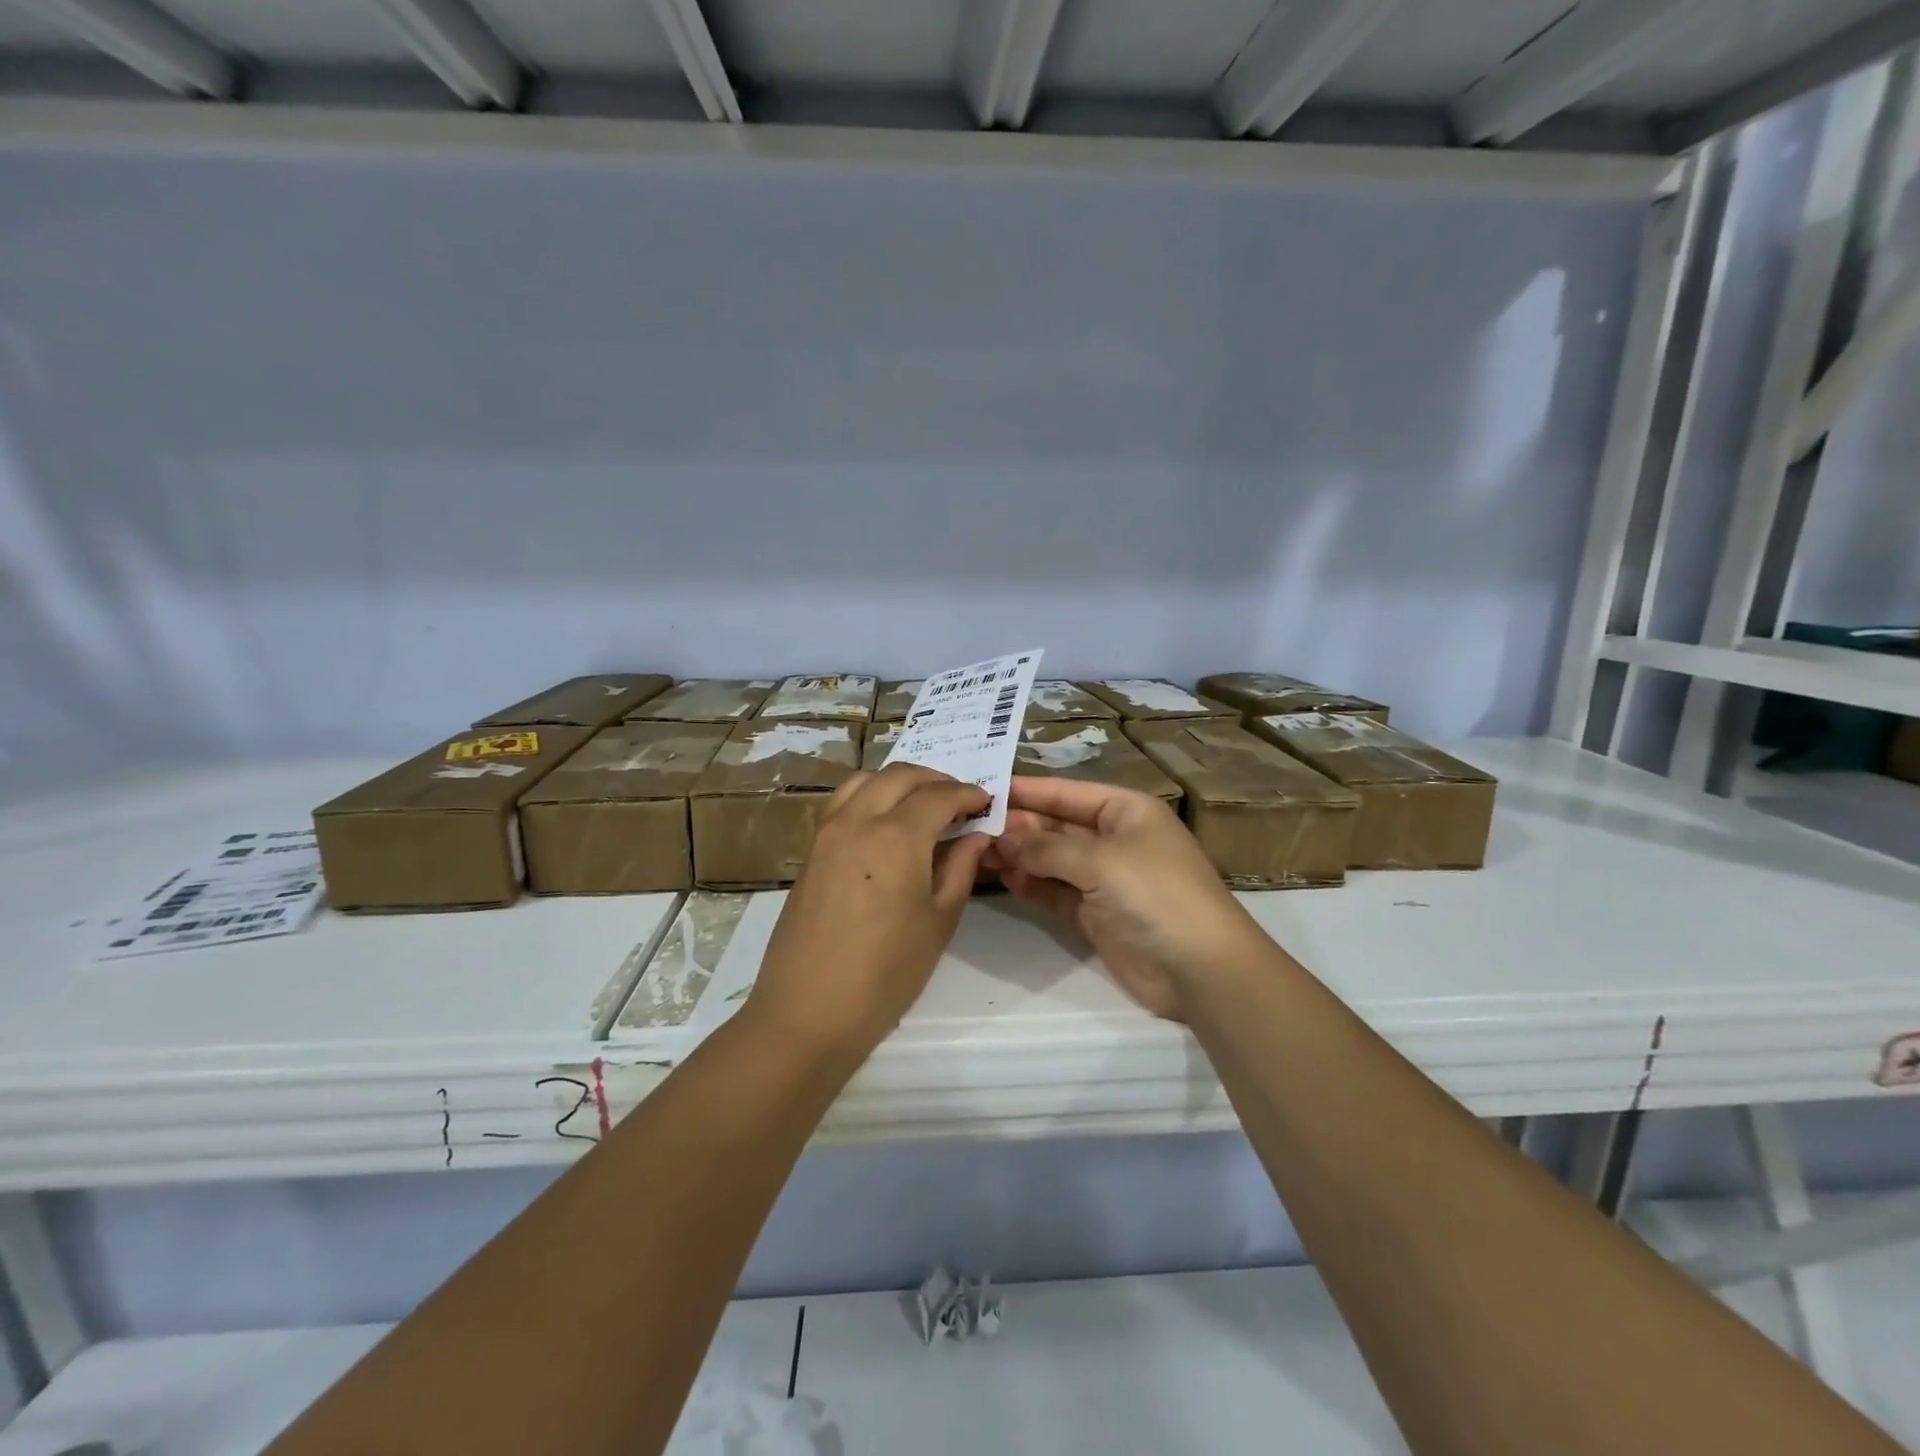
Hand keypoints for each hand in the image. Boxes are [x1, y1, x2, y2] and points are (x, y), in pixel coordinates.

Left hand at [744, 764, 992, 1059]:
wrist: (808, 1012)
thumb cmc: (886, 974)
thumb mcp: (939, 922)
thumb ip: (961, 868)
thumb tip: (976, 835)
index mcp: (896, 837)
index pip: (939, 796)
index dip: (967, 794)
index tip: (987, 801)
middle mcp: (858, 820)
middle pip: (900, 776)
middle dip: (935, 779)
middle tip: (959, 800)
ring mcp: (827, 832)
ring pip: (865, 780)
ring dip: (899, 781)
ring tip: (923, 804)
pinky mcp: (811, 850)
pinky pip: (843, 802)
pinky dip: (871, 795)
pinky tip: (887, 823)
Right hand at [985, 777, 1272, 1021]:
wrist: (1201, 969)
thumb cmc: (1156, 894)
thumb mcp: (1101, 860)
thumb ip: (1046, 847)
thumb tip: (1002, 837)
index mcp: (1124, 810)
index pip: (1066, 792)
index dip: (1026, 790)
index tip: (982, 789)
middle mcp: (1113, 838)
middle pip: (1056, 824)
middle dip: (1018, 826)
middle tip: (971, 828)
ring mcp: (1104, 877)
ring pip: (1052, 859)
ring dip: (1020, 856)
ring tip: (980, 853)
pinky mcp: (1095, 912)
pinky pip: (1055, 890)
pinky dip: (1032, 884)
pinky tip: (1006, 879)